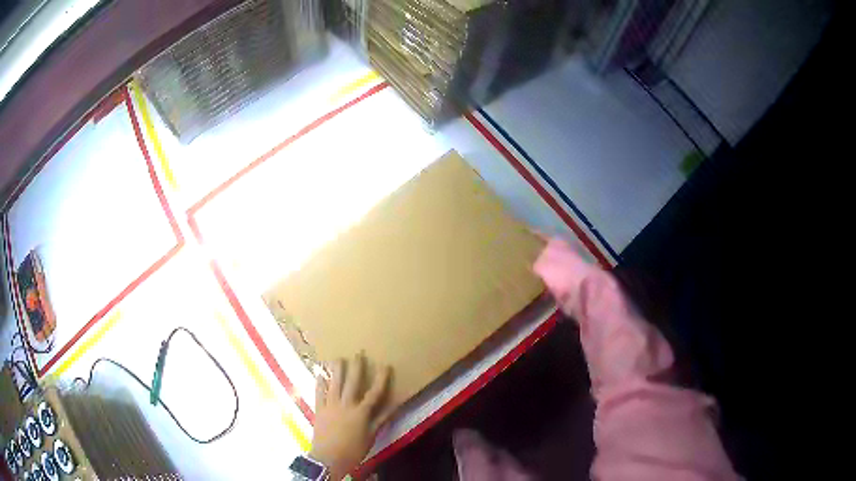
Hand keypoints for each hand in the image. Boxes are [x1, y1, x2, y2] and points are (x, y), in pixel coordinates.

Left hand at [310, 354, 393, 479]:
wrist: (328, 457)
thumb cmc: (353, 449)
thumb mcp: (371, 436)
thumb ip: (381, 420)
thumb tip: (395, 406)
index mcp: (361, 412)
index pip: (374, 393)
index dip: (381, 379)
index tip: (385, 365)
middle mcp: (346, 405)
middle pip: (352, 383)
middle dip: (356, 367)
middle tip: (358, 353)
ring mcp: (330, 405)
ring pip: (334, 384)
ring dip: (336, 370)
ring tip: (338, 358)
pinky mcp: (319, 409)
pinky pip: (318, 393)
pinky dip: (319, 383)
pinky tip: (319, 374)